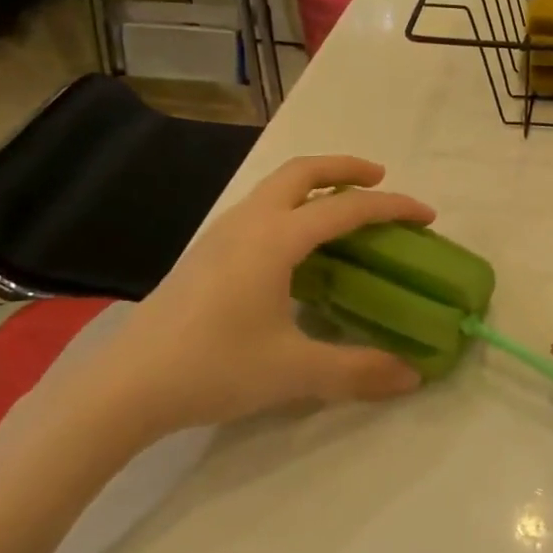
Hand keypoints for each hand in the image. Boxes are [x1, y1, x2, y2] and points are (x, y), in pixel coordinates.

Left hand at [81, 157, 435, 444]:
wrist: (126, 385)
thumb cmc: (213, 368)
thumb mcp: (294, 372)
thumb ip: (358, 370)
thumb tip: (412, 377)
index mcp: (276, 239)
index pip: (347, 208)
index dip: (393, 207)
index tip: (427, 215)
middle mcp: (250, 222)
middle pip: (303, 171)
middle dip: (347, 167)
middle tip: (380, 180)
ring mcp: (222, 233)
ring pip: (276, 186)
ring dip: (316, 183)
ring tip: (343, 208)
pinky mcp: (206, 251)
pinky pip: (261, 207)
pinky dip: (292, 205)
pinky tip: (297, 246)